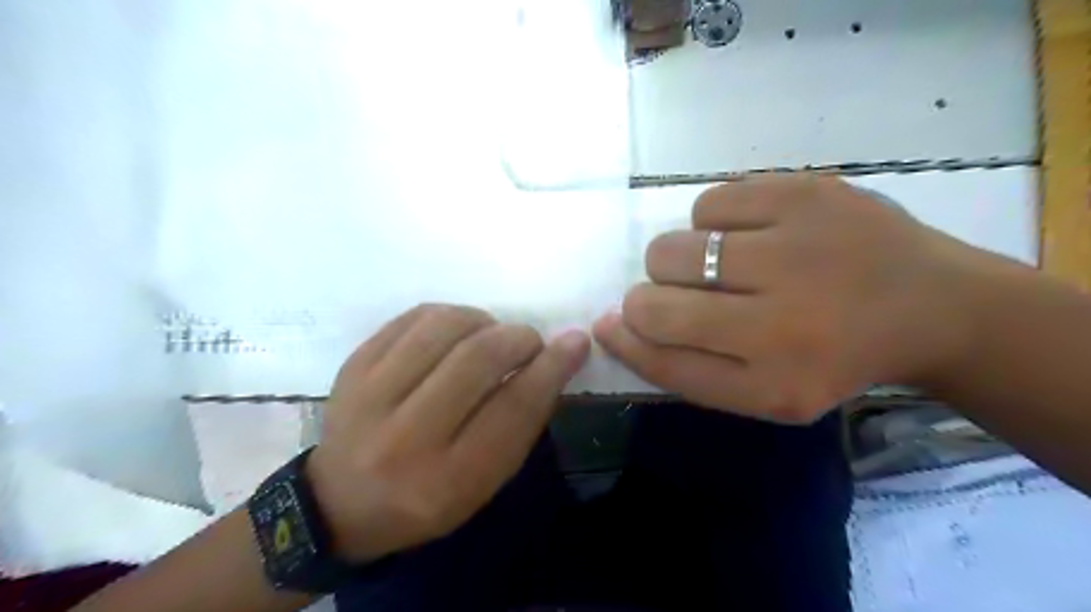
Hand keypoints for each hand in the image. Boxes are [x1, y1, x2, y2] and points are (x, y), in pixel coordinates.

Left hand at [306, 303, 587, 560]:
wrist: (340, 502)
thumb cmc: (427, 498)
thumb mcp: (484, 482)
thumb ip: (520, 423)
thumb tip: (557, 357)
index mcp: (447, 480)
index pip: (513, 409)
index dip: (551, 368)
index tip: (575, 342)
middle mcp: (405, 438)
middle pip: (478, 360)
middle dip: (518, 338)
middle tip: (529, 342)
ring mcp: (369, 397)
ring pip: (444, 328)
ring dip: (484, 321)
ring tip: (491, 334)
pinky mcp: (353, 367)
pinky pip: (413, 317)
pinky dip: (449, 315)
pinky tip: (457, 330)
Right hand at [595, 174, 981, 423]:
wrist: (931, 306)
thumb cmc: (828, 357)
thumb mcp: (759, 391)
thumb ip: (679, 367)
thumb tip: (609, 324)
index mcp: (774, 378)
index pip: (659, 355)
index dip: (626, 336)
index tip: (617, 324)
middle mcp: (785, 318)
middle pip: (653, 296)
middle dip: (654, 297)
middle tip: (696, 296)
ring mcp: (797, 246)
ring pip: (673, 245)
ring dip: (683, 259)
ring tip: (728, 264)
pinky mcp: (807, 192)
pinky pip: (708, 202)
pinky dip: (712, 221)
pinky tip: (750, 233)